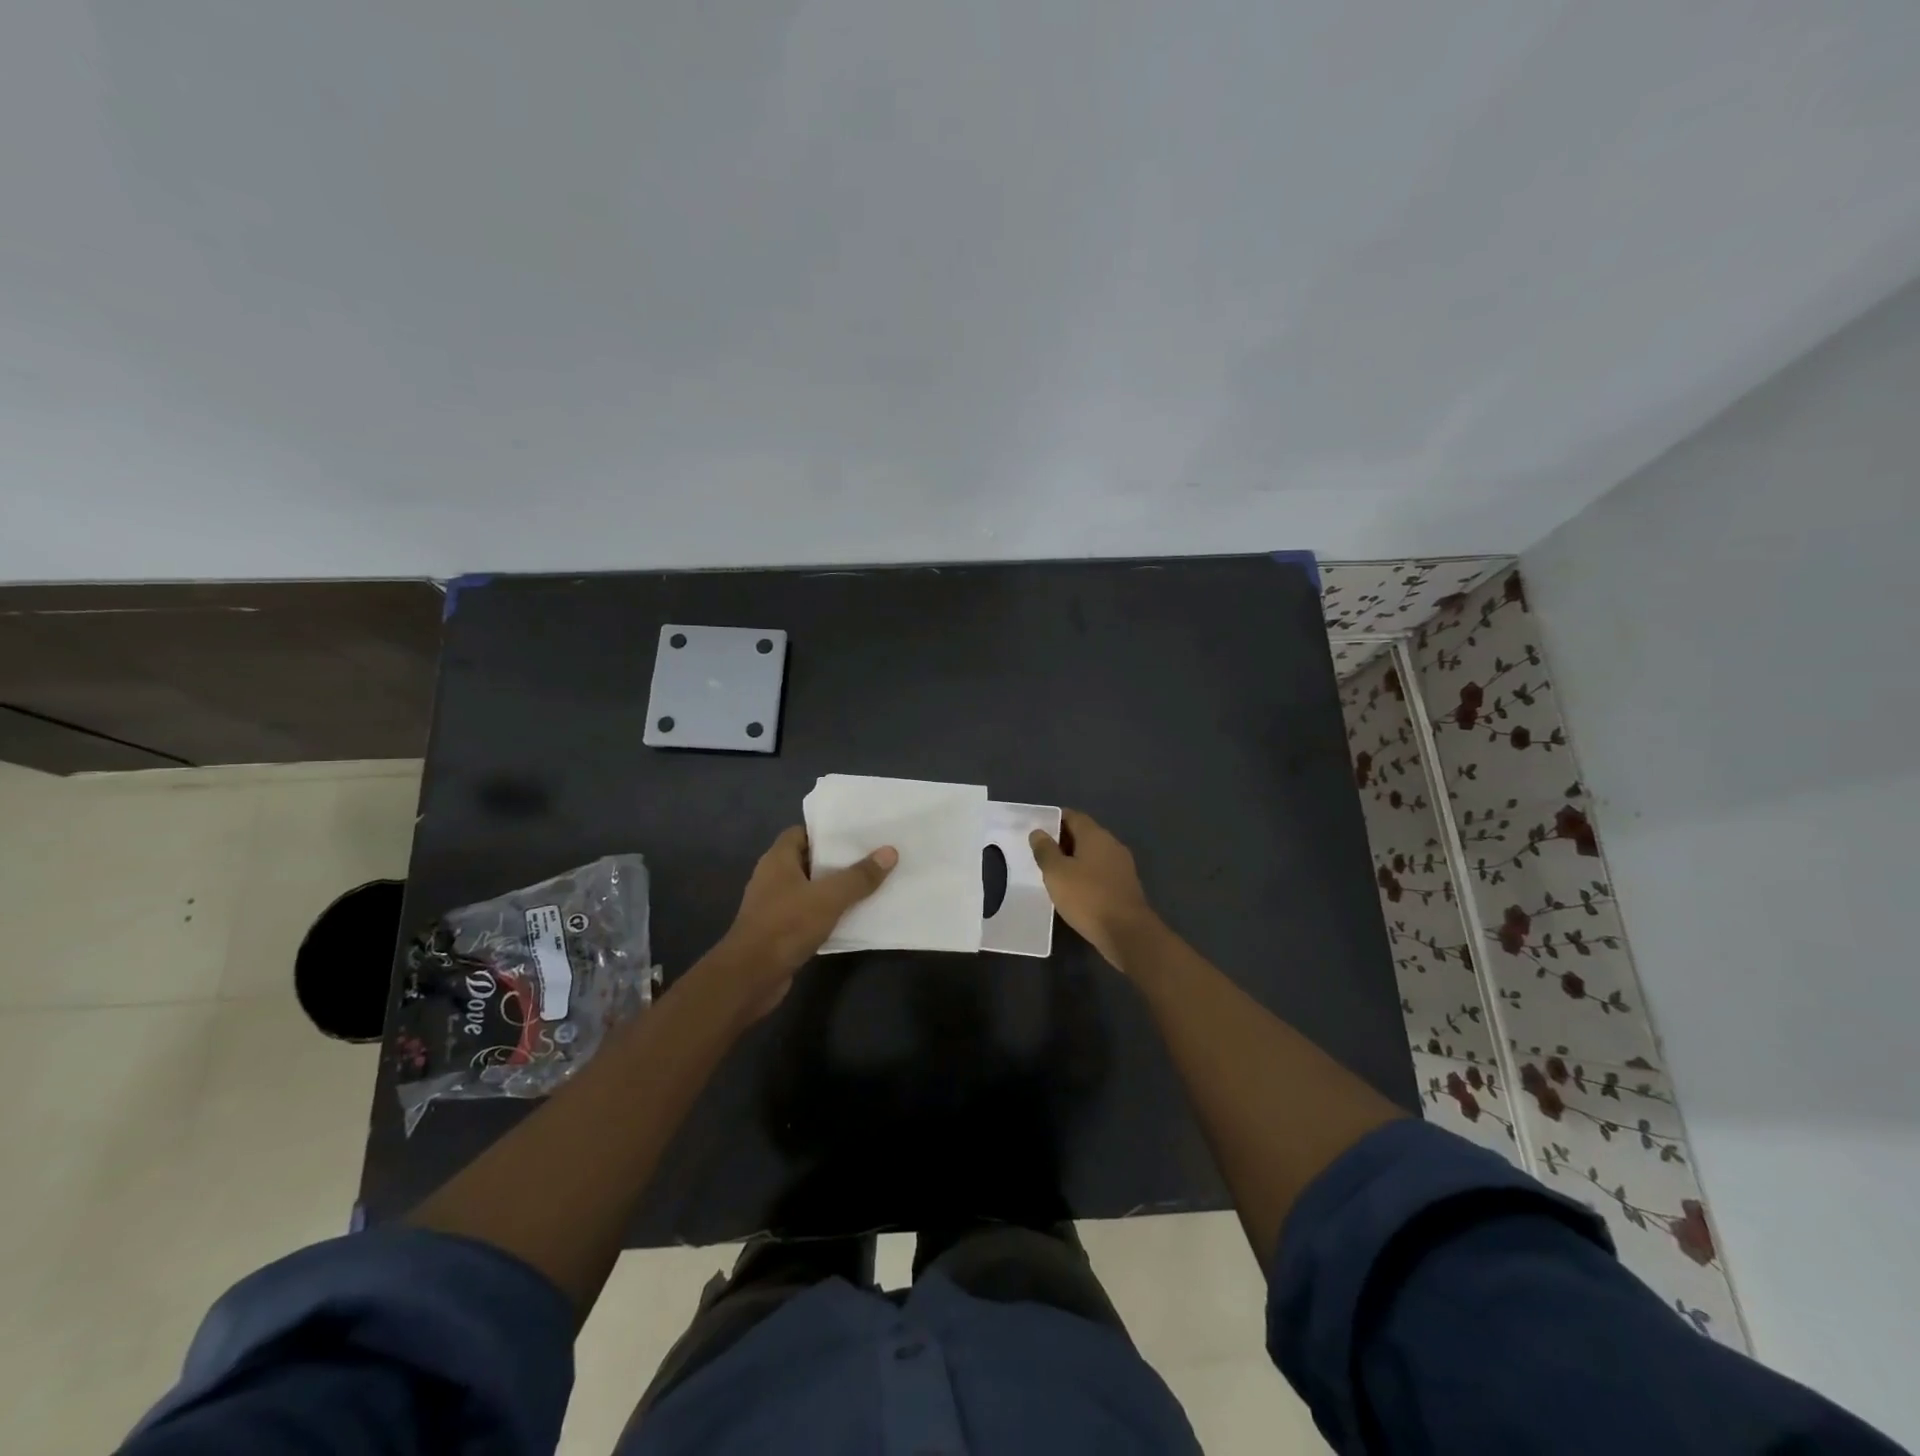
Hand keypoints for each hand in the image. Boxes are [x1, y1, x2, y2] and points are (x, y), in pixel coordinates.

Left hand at [713, 827, 896, 1017]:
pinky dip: (828, 914)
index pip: (802, 833)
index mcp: (778, 859)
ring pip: (811, 890)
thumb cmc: (786, 926)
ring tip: (870, 884)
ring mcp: (775, 906)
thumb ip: (859, 876)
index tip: (857, 834)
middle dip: (838, 861)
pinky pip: (809, 914)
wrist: (751, 977)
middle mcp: (773, 878)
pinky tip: (854, 917)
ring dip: (835, 889)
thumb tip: (890, 852)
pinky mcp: (780, 931)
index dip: (827, 832)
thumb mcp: (829, 897)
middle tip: (872, 857)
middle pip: (809, 861)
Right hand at [1029, 809, 1158, 969]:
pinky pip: (1101, 872)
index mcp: (1096, 835)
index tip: (1037, 829)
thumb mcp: (1057, 873)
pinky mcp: (1125, 885)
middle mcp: (1112, 844)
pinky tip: (1074, 889)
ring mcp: (1122, 865)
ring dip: (1074, 859)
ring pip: (1093, 854)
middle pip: (1084, 834)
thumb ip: (1045, 850)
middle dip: (1063, 840)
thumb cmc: (1087, 897)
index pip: (1073, 816)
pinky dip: (1086, 875)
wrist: (1127, 932)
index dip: (1054, 819)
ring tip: (1054, 872)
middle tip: (1041, 852)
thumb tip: (1038, 832)